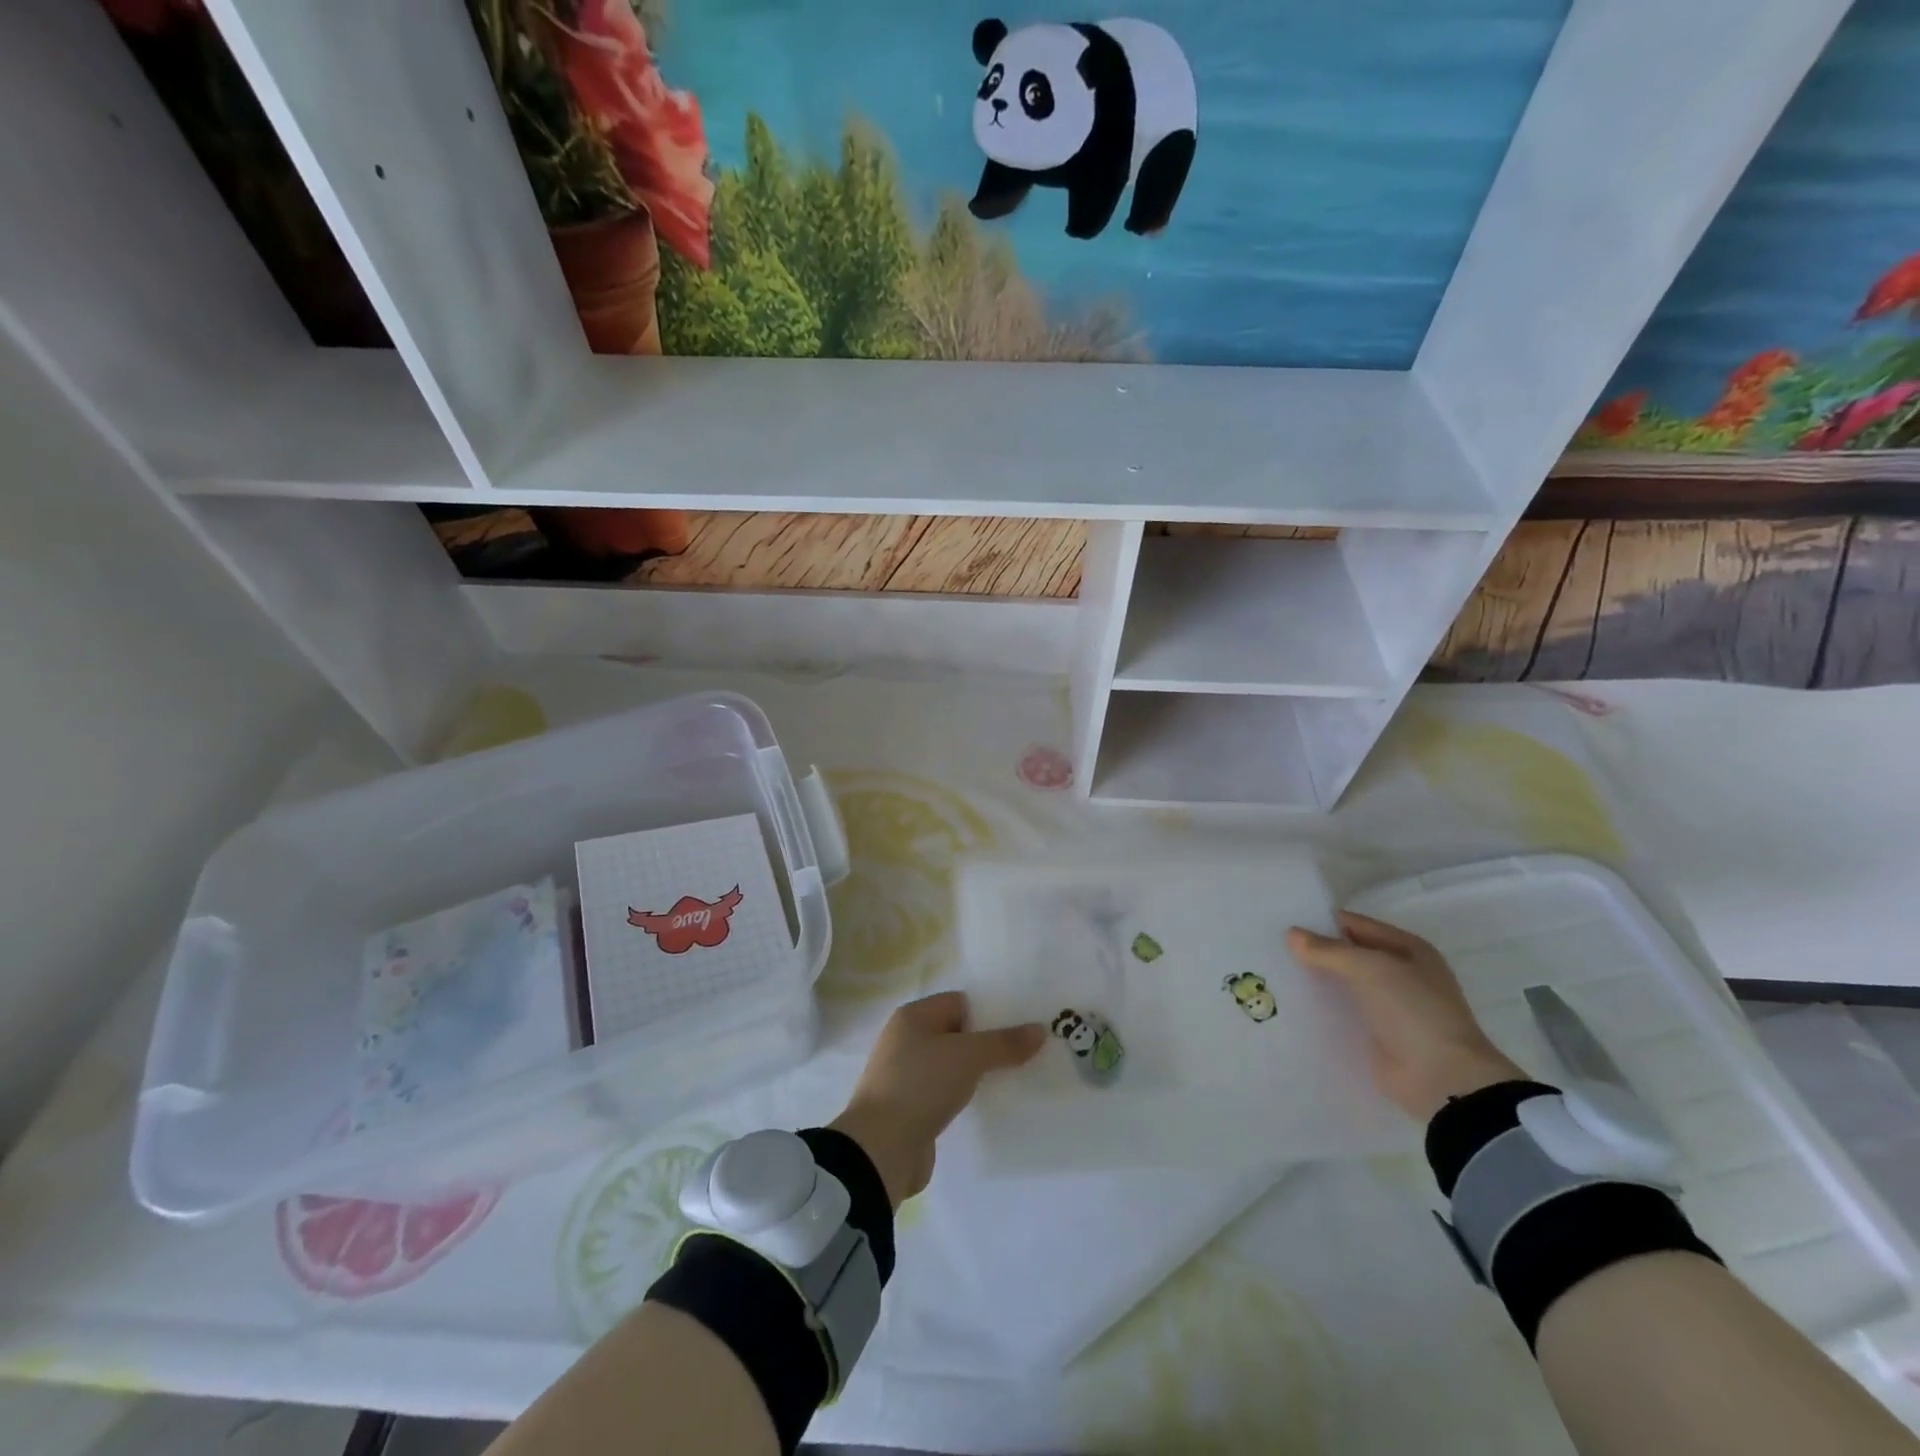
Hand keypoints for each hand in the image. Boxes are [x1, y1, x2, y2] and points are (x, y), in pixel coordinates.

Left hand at [829, 991, 1044, 1207]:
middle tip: (1025, 1054)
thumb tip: (1039, 1029)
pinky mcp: (910, 1108)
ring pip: (951, 1065)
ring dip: (976, 1073)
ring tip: (1013, 1079)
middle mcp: (906, 1039)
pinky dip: (963, 1096)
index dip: (990, 1012)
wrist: (881, 1149)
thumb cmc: (921, 1085)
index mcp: (913, 1016)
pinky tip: (986, 1104)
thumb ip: (1004, 1043)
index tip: (1022, 1027)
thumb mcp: (968, 1057)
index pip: (959, 1002)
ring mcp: (906, 1075)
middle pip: (956, 1033)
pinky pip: (944, 1093)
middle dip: (988, 1044)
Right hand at [1287, 911, 1524, 1123]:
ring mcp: (1389, 1006)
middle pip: (1348, 955)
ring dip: (1316, 981)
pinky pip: (1342, 1013)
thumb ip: (1328, 950)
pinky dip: (1321, 1009)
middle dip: (1315, 952)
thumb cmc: (1412, 1010)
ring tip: (1274, 974)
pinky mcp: (1376, 1034)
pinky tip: (1291, 1004)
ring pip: (1343, 984)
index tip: (1283, 923)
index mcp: (1408, 949)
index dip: (1321, 922)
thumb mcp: (1369, 968)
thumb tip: (1291, 934)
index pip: (1355, 925)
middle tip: (1272, 948)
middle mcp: (1400, 974)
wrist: (1441, 1078)